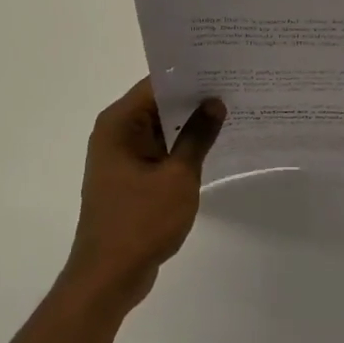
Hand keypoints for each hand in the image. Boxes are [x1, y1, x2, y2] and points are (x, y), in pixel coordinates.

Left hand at [63, 78, 225, 312]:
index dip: (189, 75)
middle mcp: (115, 133)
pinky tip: (212, 145)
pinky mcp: (129, 178)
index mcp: (119, 123)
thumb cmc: (141, 222)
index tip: (222, 66)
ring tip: (230, 110)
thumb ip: (197, 136)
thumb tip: (214, 102)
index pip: (156, 84)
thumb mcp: (178, 176)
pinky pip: (158, 151)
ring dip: (188, 124)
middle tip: (234, 85)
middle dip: (193, 98)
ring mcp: (121, 157)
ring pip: (159, 128)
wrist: (109, 276)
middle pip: (157, 103)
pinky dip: (180, 147)